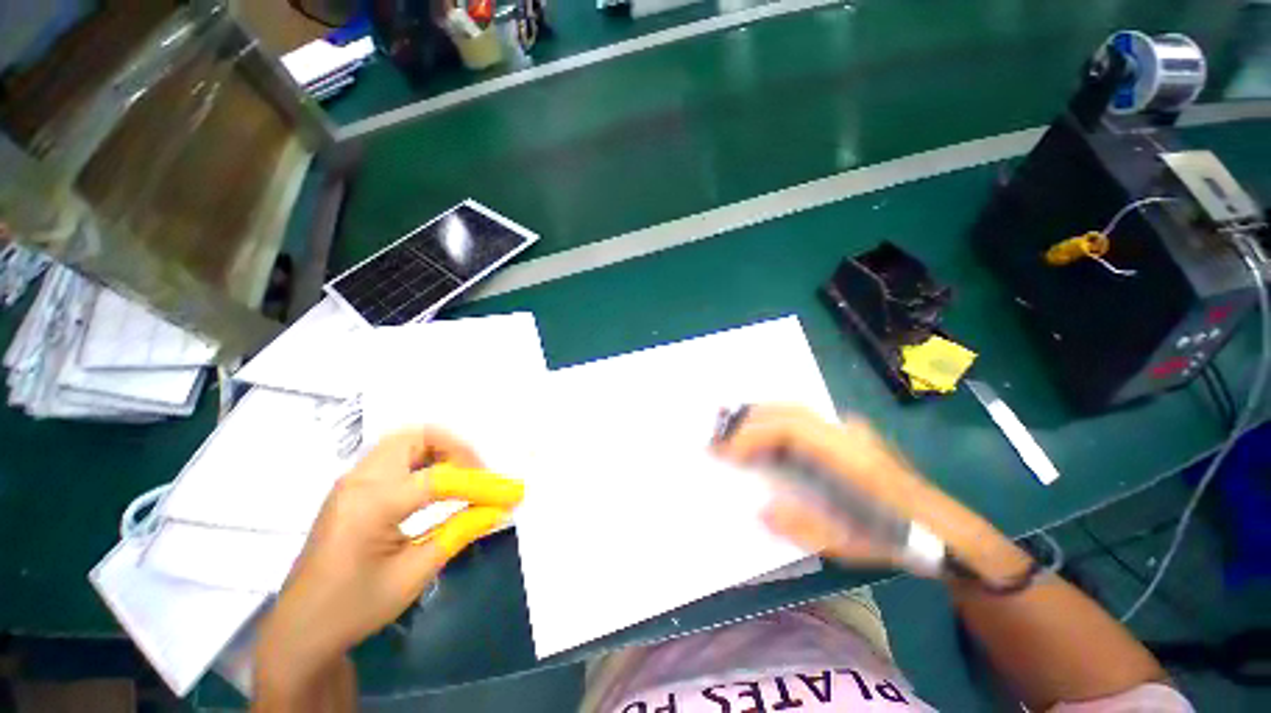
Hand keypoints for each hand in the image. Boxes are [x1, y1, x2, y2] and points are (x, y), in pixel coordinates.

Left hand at [254, 428, 522, 700]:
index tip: (510, 493)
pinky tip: (436, 486)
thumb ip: (459, 532)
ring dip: (440, 451)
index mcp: (371, 505)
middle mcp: (359, 481)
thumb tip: (497, 509)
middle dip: (456, 449)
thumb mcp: (413, 574)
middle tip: (477, 475)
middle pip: (418, 436)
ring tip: (461, 478)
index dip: (482, 484)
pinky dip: (423, 460)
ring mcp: (352, 481)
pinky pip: (394, 456)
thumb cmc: (354, 608)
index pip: (440, 478)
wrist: (299, 630)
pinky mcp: (352, 488)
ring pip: (405, 441)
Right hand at [714, 405, 1024, 578]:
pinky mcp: (846, 433)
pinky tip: (762, 438)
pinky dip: (774, 422)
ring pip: (794, 410)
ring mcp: (848, 429)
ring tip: (732, 433)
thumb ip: (803, 527)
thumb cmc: (898, 537)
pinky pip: (802, 419)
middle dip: (748, 420)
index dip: (753, 435)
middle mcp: (846, 433)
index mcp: (849, 456)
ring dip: (759, 417)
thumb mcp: (851, 545)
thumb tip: (760, 510)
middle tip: (718, 437)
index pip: (790, 429)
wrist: (943, 527)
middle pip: (788, 411)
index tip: (725, 451)